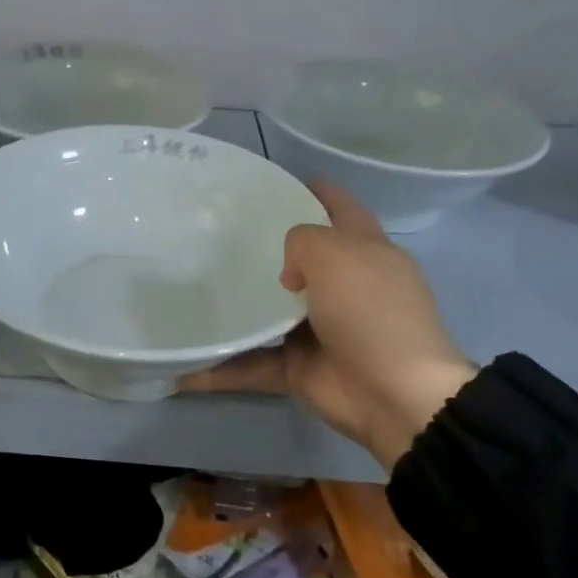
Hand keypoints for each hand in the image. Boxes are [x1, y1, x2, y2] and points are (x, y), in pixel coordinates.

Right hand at [180, 182, 474, 467]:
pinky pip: (252, 361)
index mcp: (363, 250)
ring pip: (268, 311)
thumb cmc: (369, 309)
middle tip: (210, 234)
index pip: (337, 206)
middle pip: (297, 258)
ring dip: (235, 307)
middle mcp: (342, 286)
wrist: (394, 394)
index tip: (264, 183)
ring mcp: (320, 328)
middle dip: (260, 248)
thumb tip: (288, 276)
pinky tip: (183, 364)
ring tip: (187, 289)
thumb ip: (301, 241)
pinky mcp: (299, 366)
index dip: (309, 188)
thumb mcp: (335, 252)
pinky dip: (222, 367)